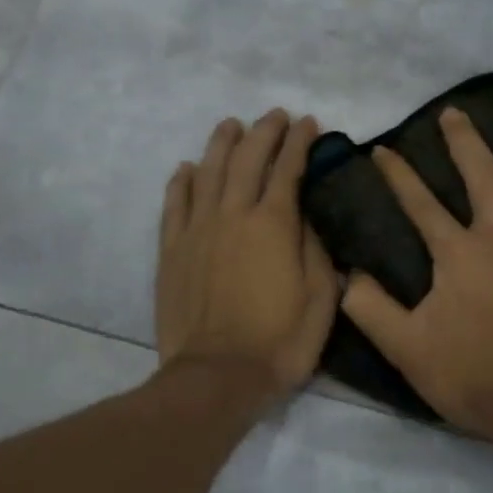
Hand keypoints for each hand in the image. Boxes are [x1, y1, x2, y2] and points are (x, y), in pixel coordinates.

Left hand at [156, 110, 338, 399]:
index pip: (288, 169)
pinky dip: (181, 181)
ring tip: (231, 125)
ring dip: (221, 144)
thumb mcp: (321, 298)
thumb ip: (316, 249)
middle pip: (246, 159)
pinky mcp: (171, 251)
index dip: (300, 142)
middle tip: (275, 116)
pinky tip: (186, 168)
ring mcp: (197, 230)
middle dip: (264, 132)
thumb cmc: (281, 341)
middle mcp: (232, 215)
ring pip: (207, 172)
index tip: (309, 124)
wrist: (218, 376)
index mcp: (274, 224)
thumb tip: (306, 216)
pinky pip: (174, 204)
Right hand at [342, 108, 492, 442]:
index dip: (398, 175)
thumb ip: (371, 310)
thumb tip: (347, 274)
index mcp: (458, 254)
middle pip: (481, 174)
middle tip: (453, 113)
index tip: (384, 149)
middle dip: (463, 140)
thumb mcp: (407, 350)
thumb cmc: (475, 377)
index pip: (420, 204)